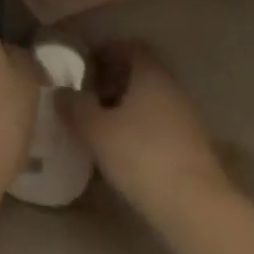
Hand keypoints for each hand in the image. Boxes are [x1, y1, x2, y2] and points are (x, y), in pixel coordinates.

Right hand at [59, 44, 233, 233]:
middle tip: (86, 95)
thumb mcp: (97, 131)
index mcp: (151, 75)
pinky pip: (159, 126)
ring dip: (125, 108)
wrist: (194, 206)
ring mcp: (185, 119)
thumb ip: (75, 108)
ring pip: (150, 102)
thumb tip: (60, 92)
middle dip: (113, 81)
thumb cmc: (141, 155)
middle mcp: (171, 89)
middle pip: (141, 75)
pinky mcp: (191, 148)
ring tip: (98, 126)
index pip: (131, 48)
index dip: (107, 51)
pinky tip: (121, 152)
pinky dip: (139, 130)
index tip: (85, 64)